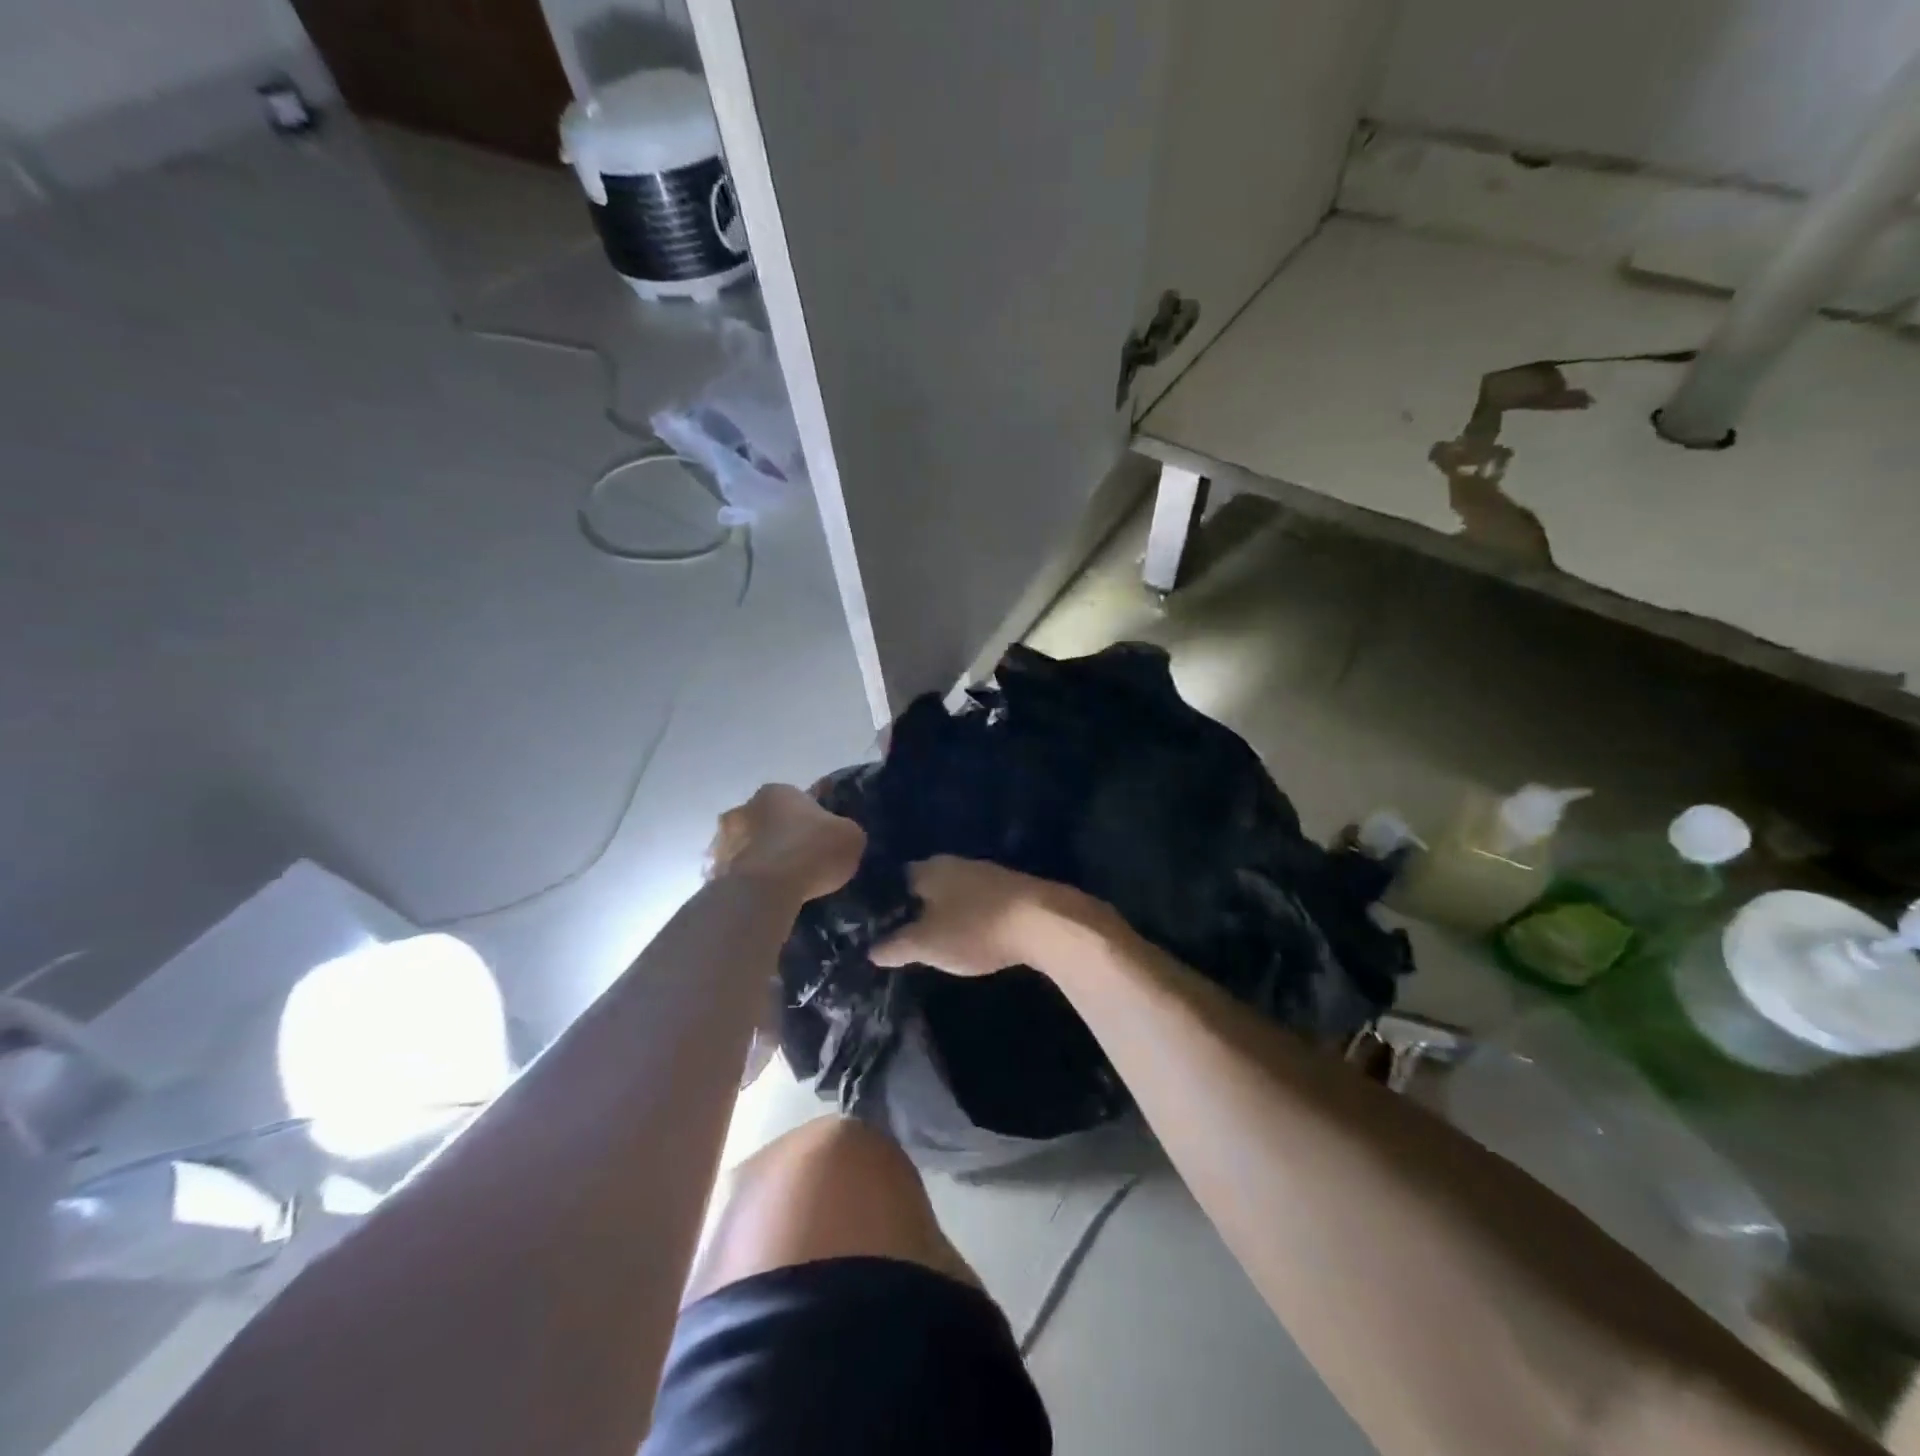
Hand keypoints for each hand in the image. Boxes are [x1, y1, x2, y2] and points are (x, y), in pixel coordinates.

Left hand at [708, 784, 864, 904]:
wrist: (767, 889)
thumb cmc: (813, 851)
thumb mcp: (851, 836)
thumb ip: (844, 831)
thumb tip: (840, 837)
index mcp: (777, 792)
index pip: (797, 799)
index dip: (811, 819)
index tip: (821, 839)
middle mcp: (745, 808)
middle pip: (766, 821)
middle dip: (779, 836)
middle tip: (800, 861)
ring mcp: (723, 841)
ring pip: (746, 847)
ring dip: (759, 859)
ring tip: (780, 884)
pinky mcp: (713, 872)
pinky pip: (735, 876)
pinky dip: (746, 884)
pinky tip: (762, 899)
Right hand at [871, 856, 1081, 976]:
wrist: (1042, 922)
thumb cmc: (975, 928)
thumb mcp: (927, 944)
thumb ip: (896, 946)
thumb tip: (871, 950)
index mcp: (929, 869)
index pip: (894, 881)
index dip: (884, 903)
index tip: (876, 925)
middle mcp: (954, 862)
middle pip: (924, 885)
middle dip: (914, 908)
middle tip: (902, 936)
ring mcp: (984, 873)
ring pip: (952, 892)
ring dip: (943, 912)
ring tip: (932, 939)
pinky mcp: (1008, 888)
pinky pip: (976, 901)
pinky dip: (967, 916)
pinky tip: (968, 935)